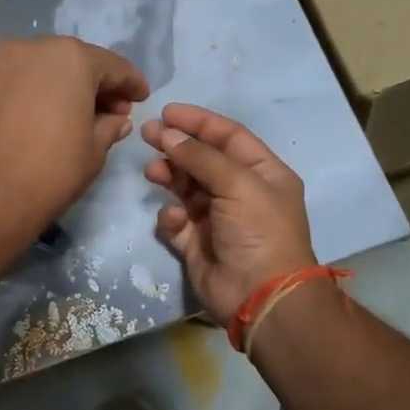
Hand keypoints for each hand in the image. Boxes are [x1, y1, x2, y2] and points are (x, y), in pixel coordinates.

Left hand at [0, 37, 149, 246]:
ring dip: (59, 85)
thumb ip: (110, 125)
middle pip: (72, 61)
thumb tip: (117, 119)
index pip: (112, 65)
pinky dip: (30, 92)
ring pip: (39, 68)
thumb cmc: (52, 171)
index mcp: (70, 57)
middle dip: (94, 83)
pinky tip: (36, 117)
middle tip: (110, 110)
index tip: (142, 98)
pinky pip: (12, 81)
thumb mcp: (95, 150)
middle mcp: (31, 48)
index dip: (131, 83)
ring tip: (71, 114)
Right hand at [141, 104, 316, 323]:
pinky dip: (172, 217)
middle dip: (176, 146)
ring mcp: (218, 219)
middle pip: (203, 160)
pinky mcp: (197, 244)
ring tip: (151, 172)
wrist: (260, 296)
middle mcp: (242, 193)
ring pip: (186, 188)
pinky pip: (177, 222)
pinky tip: (175, 221)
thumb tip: (168, 134)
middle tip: (146, 135)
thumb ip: (201, 157)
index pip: (229, 136)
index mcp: (263, 173)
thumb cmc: (259, 231)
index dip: (199, 122)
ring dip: (169, 176)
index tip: (166, 112)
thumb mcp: (238, 184)